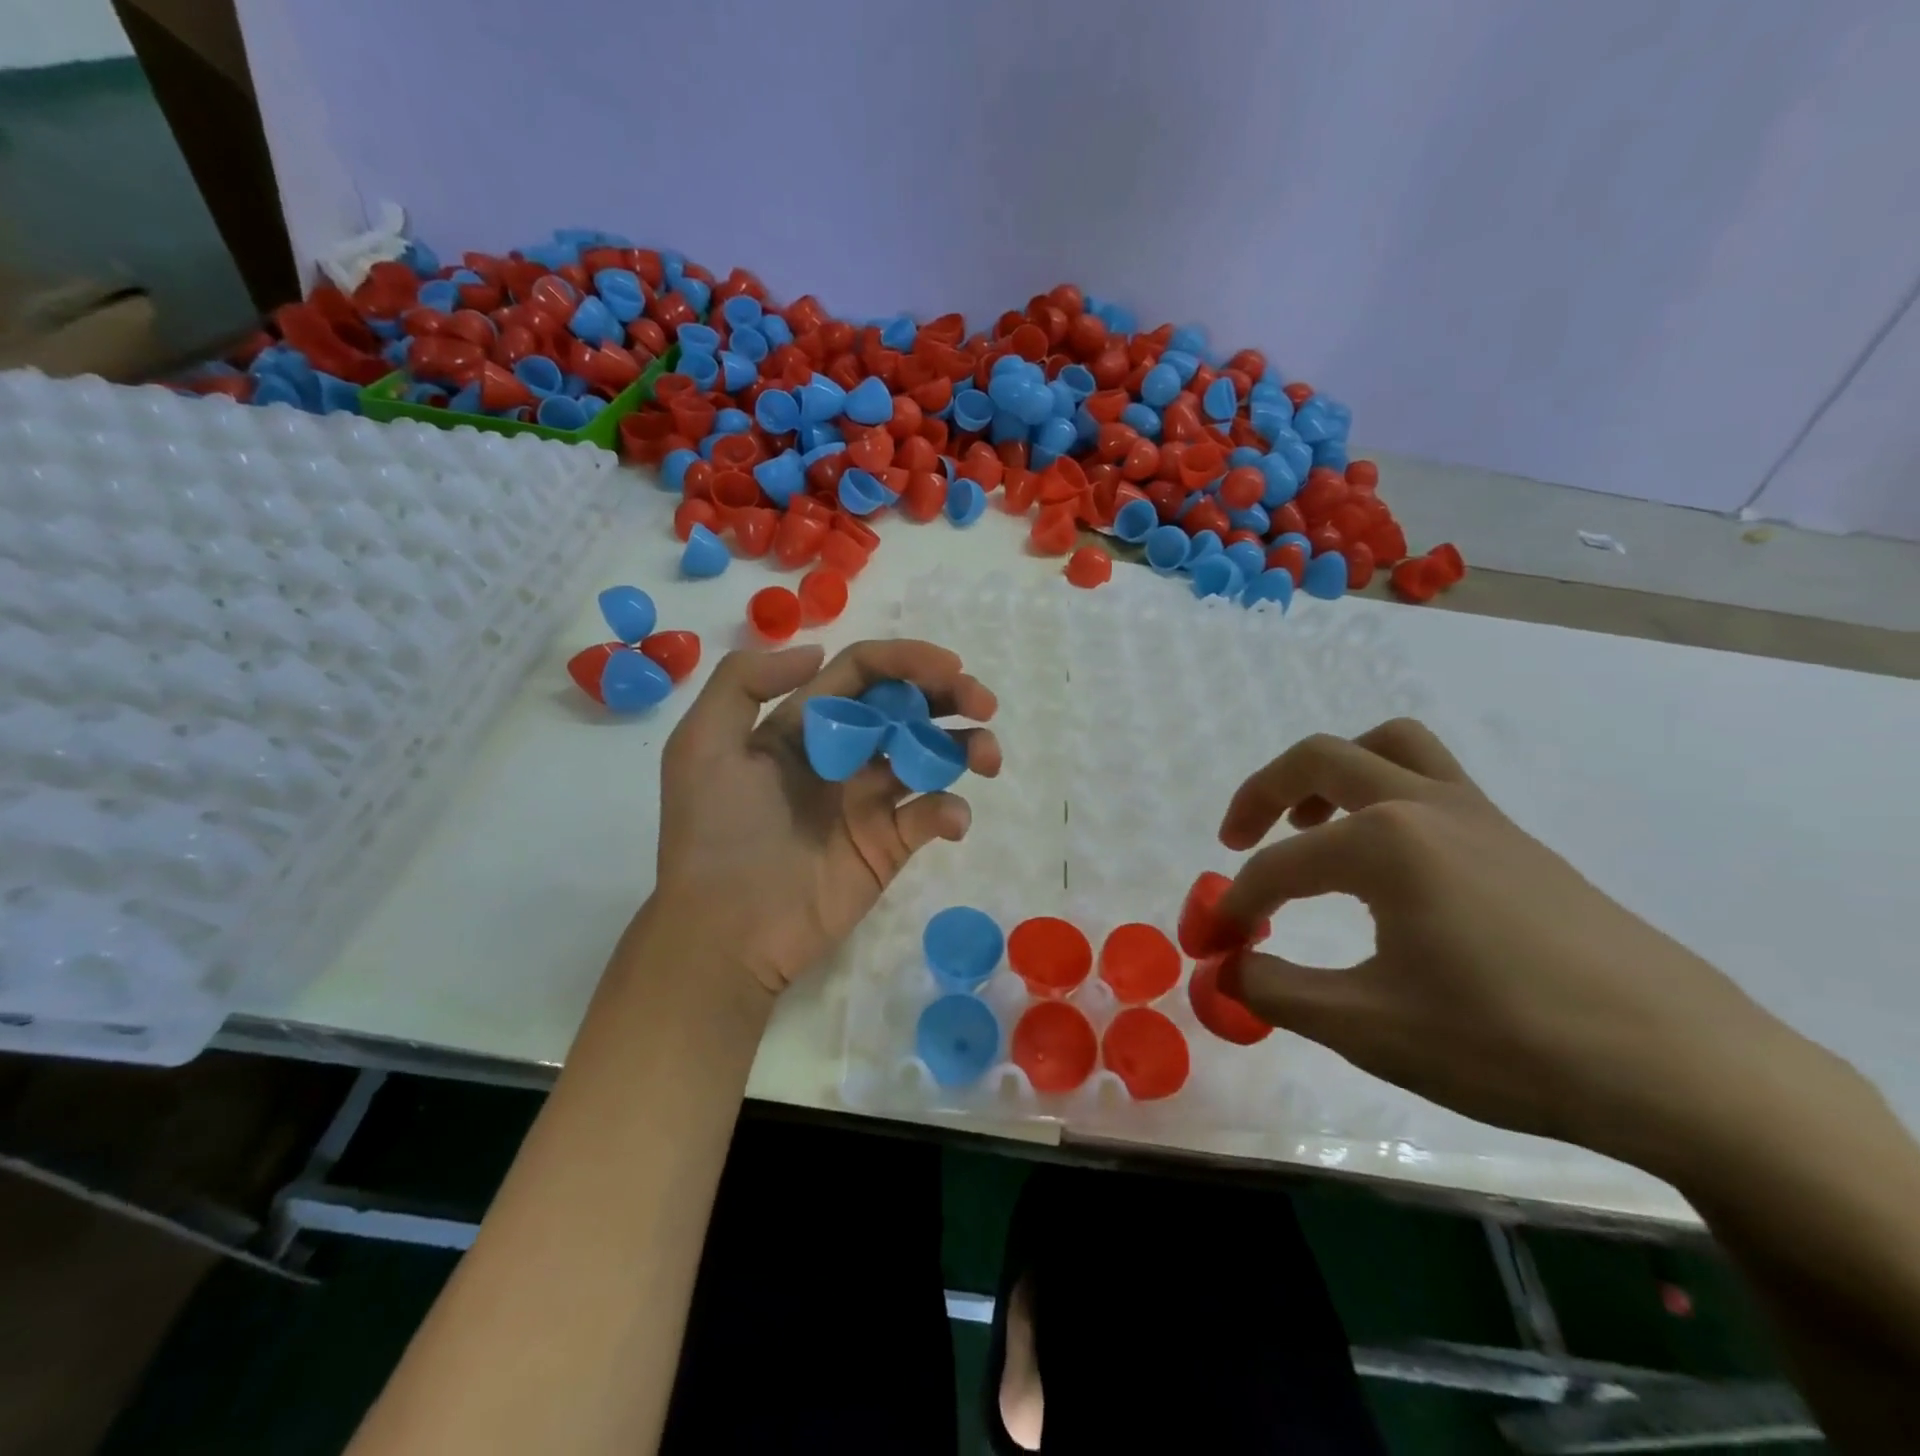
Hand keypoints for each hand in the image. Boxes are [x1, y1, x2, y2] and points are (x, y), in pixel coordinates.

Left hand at [651, 639, 999, 997]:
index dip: (907, 660)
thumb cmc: (712, 834)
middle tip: (984, 703)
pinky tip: (950, 820)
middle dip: (950, 696)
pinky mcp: (889, 845)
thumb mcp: (701, 745)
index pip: (866, 674)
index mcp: (806, 724)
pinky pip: (932, 815)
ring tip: (988, 758)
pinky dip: (951, 811)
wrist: (723, 932)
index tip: (950, 665)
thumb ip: (744, 683)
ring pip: (933, 756)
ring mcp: (871, 800)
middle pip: (909, 708)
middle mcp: (845, 753)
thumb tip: (816, 651)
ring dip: (968, 746)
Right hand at [1214, 719, 1808, 1171]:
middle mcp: (1426, 806)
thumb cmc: (1509, 1043)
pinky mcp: (1517, 841)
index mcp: (1385, 843)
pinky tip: (1388, 866)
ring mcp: (1480, 817)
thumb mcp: (1369, 1028)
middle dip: (1263, 793)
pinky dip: (1385, 795)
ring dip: (1333, 773)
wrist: (1688, 1070)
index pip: (1280, 865)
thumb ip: (1277, 991)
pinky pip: (1433, 781)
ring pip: (1389, 747)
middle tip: (1237, 839)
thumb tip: (1227, 969)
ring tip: (1311, 825)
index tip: (1216, 944)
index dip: (1237, 903)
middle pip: (1321, 759)